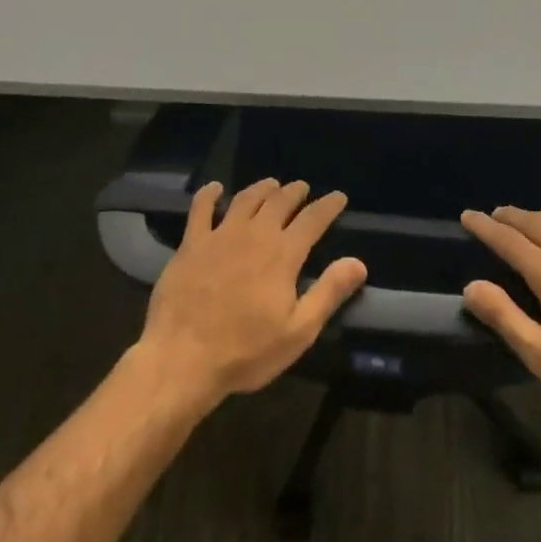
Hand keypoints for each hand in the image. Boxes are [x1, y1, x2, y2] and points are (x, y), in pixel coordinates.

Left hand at [138, 178, 367, 410]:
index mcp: (283, 254)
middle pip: (279, 202)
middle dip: (295, 192)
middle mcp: (254, 234)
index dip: (328, 206)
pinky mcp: (191, 243)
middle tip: (303, 188)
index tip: (338, 197)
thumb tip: (358, 263)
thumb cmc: (246, 351)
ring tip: (271, 184)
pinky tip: (215, 188)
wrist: (182, 357)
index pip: (313, 220)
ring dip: (262, 188)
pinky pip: (200, 209)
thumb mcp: (298, 331)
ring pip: (245, 199)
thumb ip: (328, 292)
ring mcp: (220, 235)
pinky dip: (210, 194)